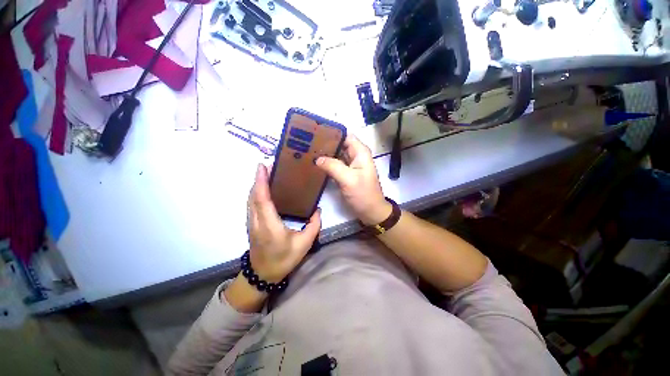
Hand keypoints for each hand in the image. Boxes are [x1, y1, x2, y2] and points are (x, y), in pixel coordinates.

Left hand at [246, 163, 320, 282]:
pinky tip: (263, 189)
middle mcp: (257, 221)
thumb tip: (317, 211)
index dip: (261, 182)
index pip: (263, 200)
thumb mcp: (304, 244)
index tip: (263, 167)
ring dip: (256, 184)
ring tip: (265, 173)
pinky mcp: (251, 224)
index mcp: (270, 226)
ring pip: (250, 199)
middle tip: (268, 165)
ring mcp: (251, 223)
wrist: (263, 274)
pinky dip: (255, 192)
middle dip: (258, 178)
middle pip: (253, 196)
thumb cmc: (284, 259)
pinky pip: (251, 204)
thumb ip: (313, 226)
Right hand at [316, 135, 390, 224]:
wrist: (370, 212)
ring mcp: (350, 165)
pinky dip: (327, 163)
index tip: (315, 131)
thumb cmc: (363, 195)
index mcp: (360, 152)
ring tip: (307, 150)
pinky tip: (315, 162)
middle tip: (307, 142)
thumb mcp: (348, 179)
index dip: (332, 132)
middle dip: (325, 142)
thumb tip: (317, 158)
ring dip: (325, 152)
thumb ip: (333, 166)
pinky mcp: (346, 173)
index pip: (345, 135)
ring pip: (336, 153)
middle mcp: (356, 155)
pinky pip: (335, 164)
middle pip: (339, 143)